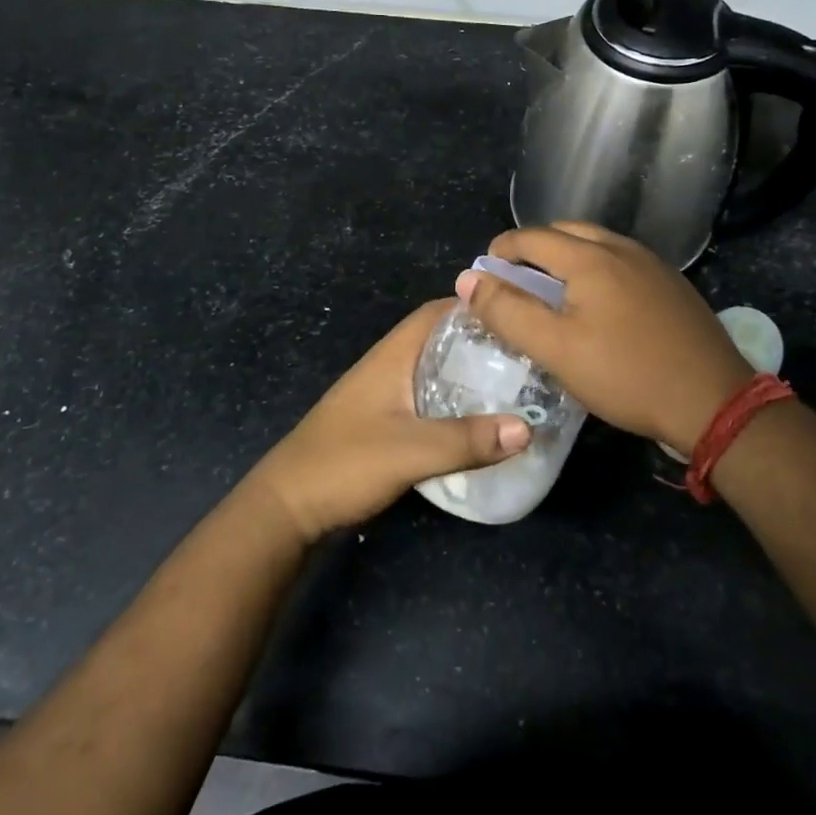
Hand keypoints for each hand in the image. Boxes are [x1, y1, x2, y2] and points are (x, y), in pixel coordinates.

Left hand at [246, 300, 531, 543]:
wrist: (287, 507)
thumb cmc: (344, 463)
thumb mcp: (410, 451)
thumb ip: (467, 440)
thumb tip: (528, 427)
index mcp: (392, 356)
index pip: (437, 312)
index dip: (476, 307)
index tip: (518, 315)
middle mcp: (389, 366)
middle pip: (441, 340)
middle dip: (481, 343)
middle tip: (527, 355)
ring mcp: (383, 395)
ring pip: (435, 371)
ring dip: (468, 374)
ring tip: (514, 385)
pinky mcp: (382, 423)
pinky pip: (428, 399)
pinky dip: (454, 402)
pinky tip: (478, 422)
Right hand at [458, 222, 752, 457]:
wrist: (714, 401)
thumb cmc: (626, 375)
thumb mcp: (556, 349)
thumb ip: (508, 311)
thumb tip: (468, 278)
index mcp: (590, 257)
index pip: (531, 237)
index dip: (500, 250)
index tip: (484, 275)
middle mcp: (622, 248)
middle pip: (565, 233)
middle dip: (532, 250)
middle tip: (514, 282)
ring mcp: (653, 265)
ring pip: (596, 246)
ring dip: (565, 258)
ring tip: (551, 292)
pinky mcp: (672, 285)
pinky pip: (621, 262)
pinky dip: (595, 270)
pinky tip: (597, 305)